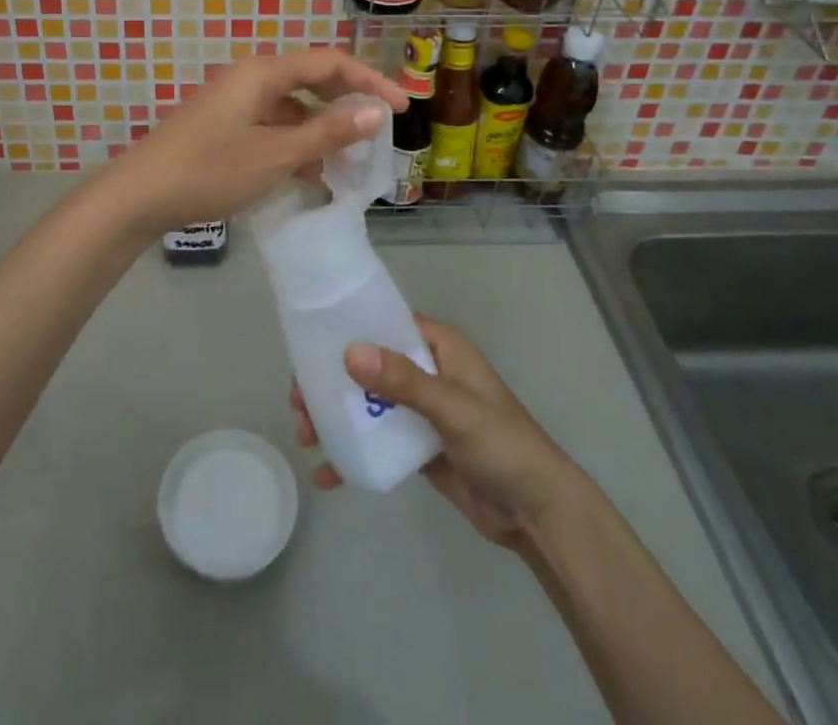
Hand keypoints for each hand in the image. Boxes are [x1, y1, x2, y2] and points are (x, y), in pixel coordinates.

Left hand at [90, 48, 407, 235]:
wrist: (139, 195)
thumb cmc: (211, 170)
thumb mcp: (276, 155)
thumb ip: (327, 132)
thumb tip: (375, 110)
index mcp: (264, 72)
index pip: (330, 62)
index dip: (370, 81)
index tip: (401, 108)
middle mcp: (251, 77)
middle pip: (312, 79)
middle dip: (347, 103)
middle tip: (378, 131)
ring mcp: (235, 101)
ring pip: (292, 106)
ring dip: (322, 128)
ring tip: (348, 162)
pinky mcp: (225, 125)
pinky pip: (273, 124)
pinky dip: (296, 143)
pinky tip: (310, 173)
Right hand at [292, 315, 580, 550]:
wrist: (539, 516)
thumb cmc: (503, 445)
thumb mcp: (453, 408)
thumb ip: (403, 381)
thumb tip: (349, 351)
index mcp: (439, 347)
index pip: (386, 322)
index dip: (348, 328)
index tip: (309, 342)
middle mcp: (428, 371)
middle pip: (370, 364)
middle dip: (333, 379)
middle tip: (298, 400)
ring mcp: (422, 411)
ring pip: (369, 402)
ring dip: (337, 415)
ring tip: (306, 435)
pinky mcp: (419, 447)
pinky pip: (378, 440)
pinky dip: (353, 452)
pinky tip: (328, 473)